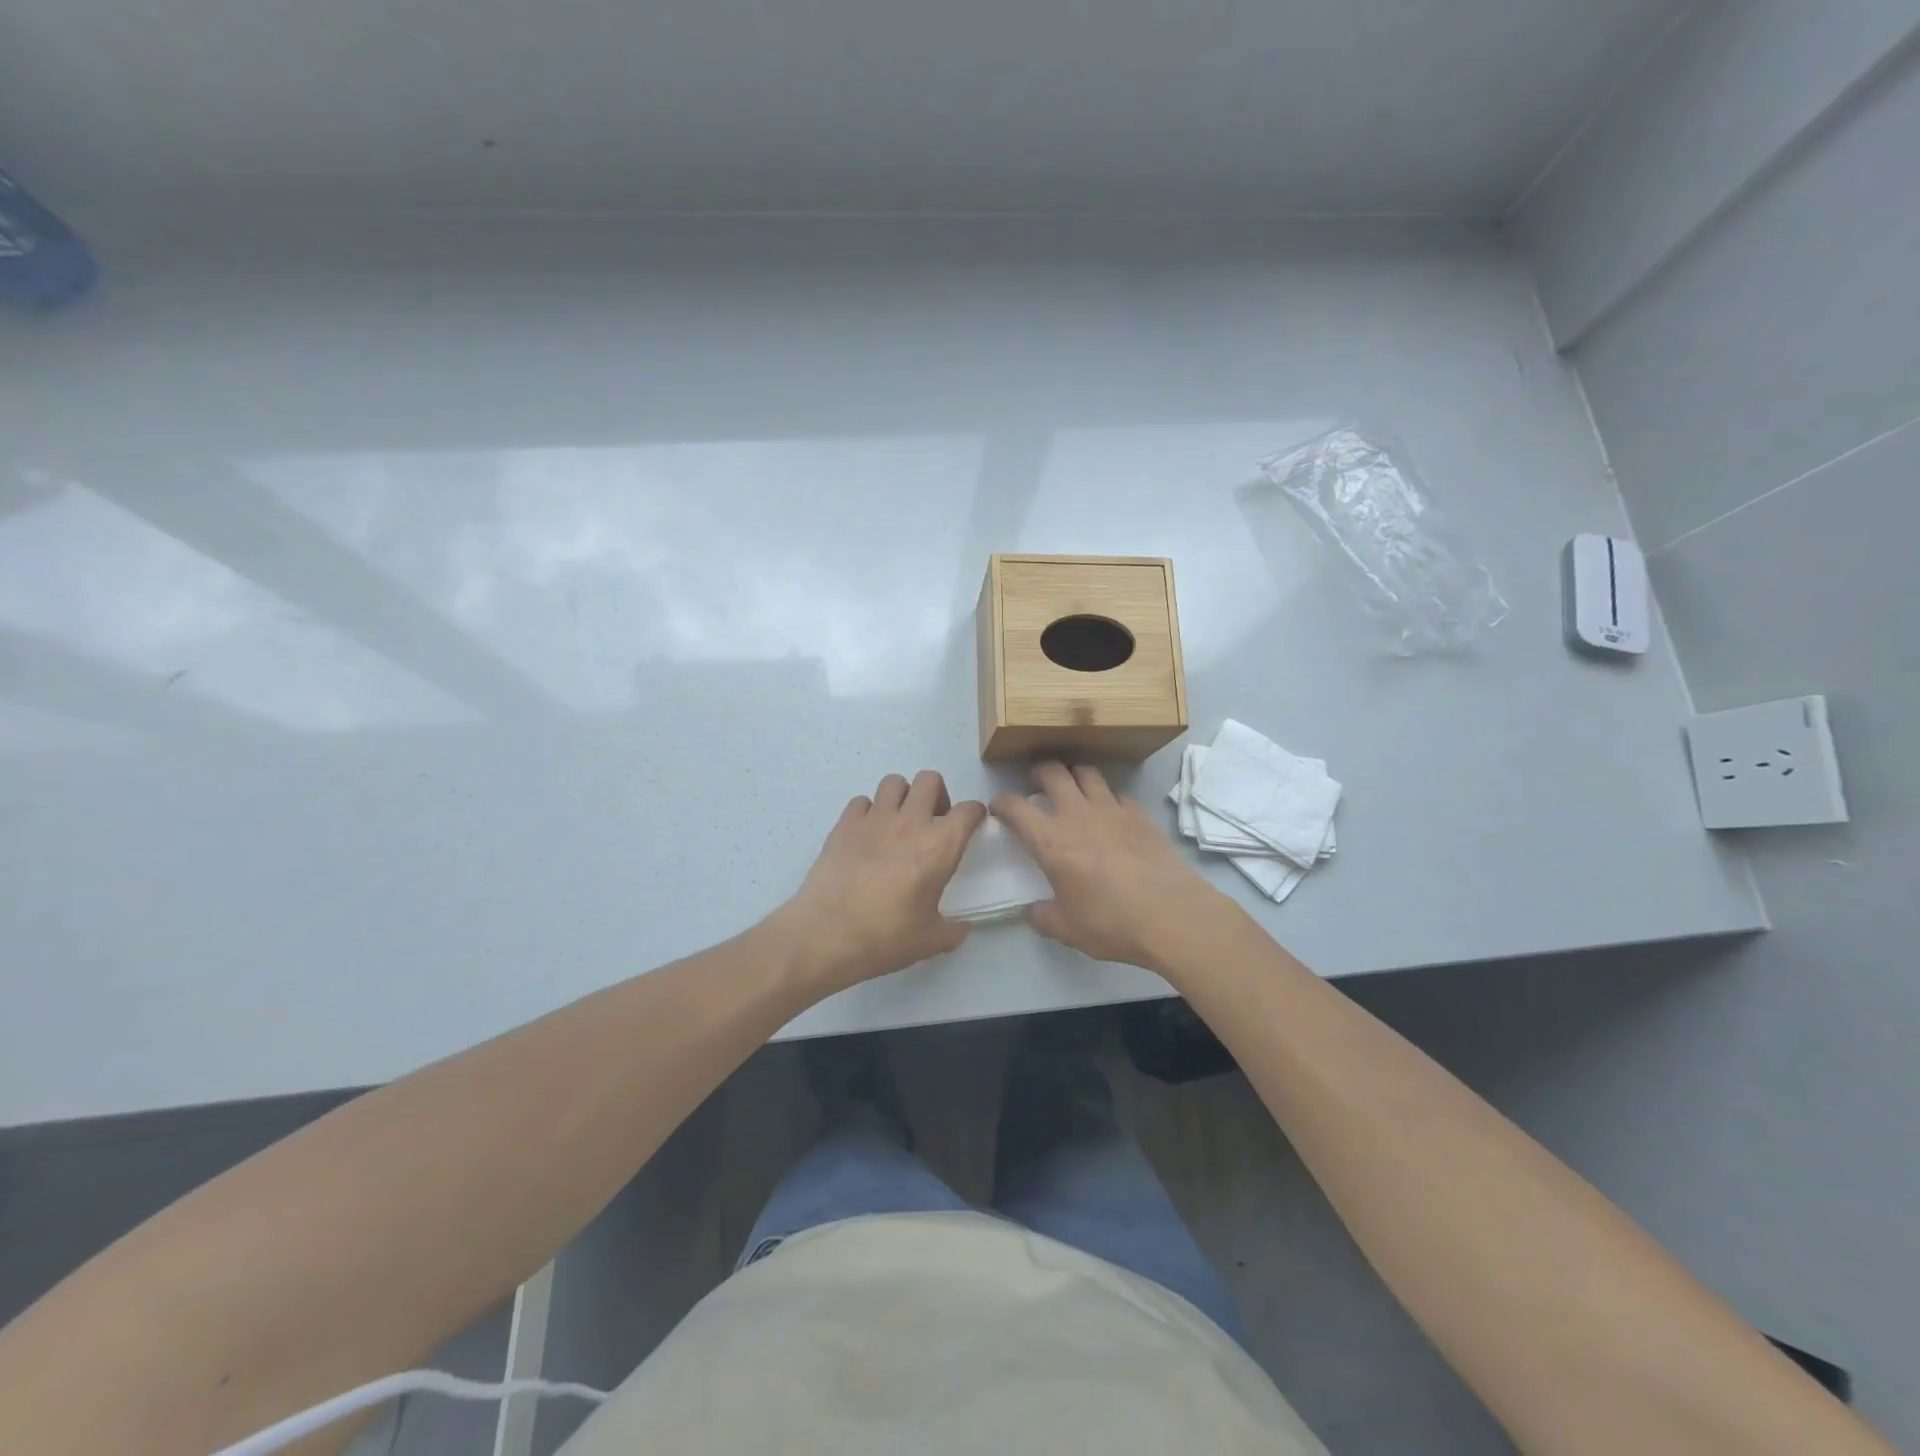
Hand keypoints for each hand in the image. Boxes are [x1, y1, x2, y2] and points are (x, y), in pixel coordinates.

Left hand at [778, 771, 986, 993]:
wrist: (827, 934)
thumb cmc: (886, 937)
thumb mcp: (930, 941)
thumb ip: (952, 931)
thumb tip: (959, 929)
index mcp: (939, 847)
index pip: (968, 811)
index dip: (975, 813)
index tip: (973, 823)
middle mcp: (910, 822)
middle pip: (929, 780)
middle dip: (937, 794)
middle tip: (933, 820)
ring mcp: (874, 819)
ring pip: (894, 782)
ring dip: (902, 796)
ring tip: (898, 821)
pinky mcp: (844, 824)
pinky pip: (861, 801)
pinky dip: (868, 811)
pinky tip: (866, 834)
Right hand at [992, 762, 1228, 972]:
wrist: (1172, 915)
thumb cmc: (1112, 923)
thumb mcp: (1068, 929)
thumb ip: (1043, 917)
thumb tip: (1032, 911)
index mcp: (1051, 841)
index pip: (1016, 808)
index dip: (1002, 803)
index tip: (998, 807)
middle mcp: (1078, 815)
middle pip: (1053, 773)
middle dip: (1039, 773)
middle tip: (1036, 785)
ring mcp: (1112, 810)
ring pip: (1087, 773)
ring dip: (1074, 775)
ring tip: (1073, 788)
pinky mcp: (1140, 814)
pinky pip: (1117, 793)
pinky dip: (1108, 797)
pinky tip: (1110, 812)